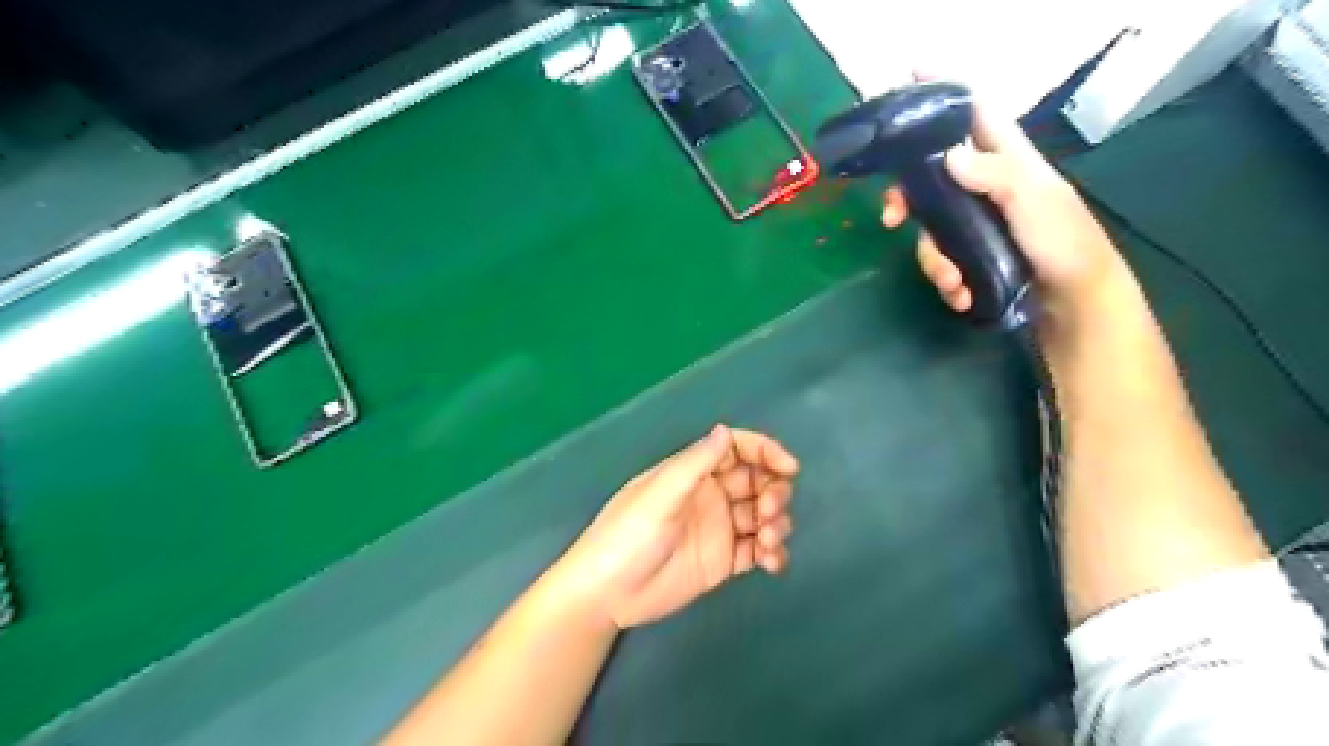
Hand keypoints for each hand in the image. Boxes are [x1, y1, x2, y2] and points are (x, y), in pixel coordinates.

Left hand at [553, 426, 792, 629]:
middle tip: (769, 511)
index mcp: (692, 472)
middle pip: (757, 481)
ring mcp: (719, 529)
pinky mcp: (724, 561)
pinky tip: (772, 562)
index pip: (736, 449)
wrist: (607, 594)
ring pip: (762, 515)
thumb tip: (724, 430)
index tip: (789, 467)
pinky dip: (773, 553)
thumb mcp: (659, 495)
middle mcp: (710, 495)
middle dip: (774, 490)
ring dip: (776, 523)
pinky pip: (758, 550)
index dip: (765, 452)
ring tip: (769, 542)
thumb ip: (694, 464)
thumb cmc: (627, 536)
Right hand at [880, 100, 1131, 320]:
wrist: (1073, 301)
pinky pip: (942, 262)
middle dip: (906, 199)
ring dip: (935, 261)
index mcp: (1006, 159)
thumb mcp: (1033, 200)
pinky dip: (947, 282)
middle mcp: (983, 186)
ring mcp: (974, 224)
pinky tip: (962, 295)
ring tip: (954, 283)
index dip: (945, 95)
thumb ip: (995, 174)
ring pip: (930, 229)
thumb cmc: (1062, 242)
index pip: (974, 115)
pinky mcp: (970, 256)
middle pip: (930, 178)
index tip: (911, 78)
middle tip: (891, 218)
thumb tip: (948, 155)